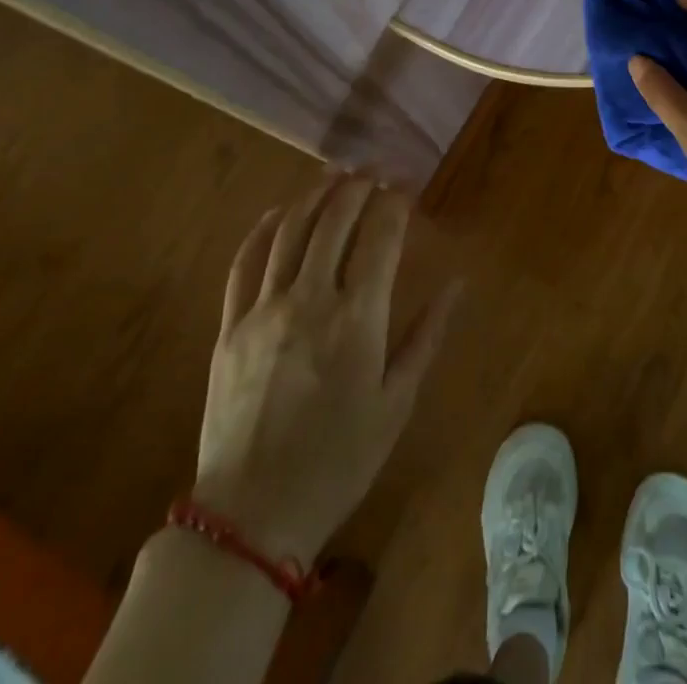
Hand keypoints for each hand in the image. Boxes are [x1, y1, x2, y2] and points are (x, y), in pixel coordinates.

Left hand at [192, 171, 459, 563]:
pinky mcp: (230, 325)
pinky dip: (265, 228)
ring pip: (291, 230)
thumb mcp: (397, 404)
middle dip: (359, 186)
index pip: (380, 237)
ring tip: (337, 175)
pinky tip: (282, 212)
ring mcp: (263, 309)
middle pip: (334, 220)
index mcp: (356, 319)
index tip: (407, 186)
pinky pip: (245, 262)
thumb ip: (427, 336)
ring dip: (316, 195)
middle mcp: (309, 300)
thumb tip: (457, 285)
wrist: (250, 516)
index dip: (395, 202)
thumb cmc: (338, 461)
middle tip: (376, 170)